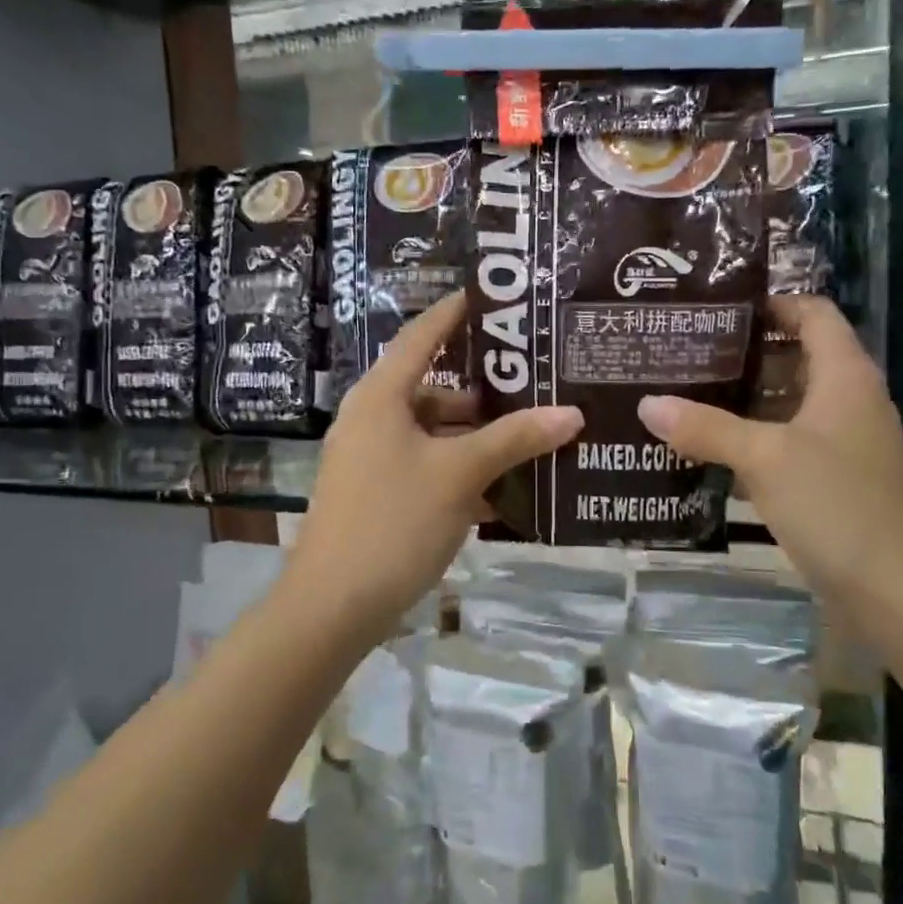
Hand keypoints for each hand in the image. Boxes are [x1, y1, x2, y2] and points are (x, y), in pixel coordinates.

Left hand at [280, 292, 582, 642]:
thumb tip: (571, 412)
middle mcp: (371, 420)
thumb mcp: (460, 474)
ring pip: (432, 436)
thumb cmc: (394, 521)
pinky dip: (459, 474)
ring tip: (529, 442)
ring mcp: (369, 461)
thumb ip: (515, 439)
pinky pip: (425, 470)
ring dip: (476, 441)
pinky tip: (501, 494)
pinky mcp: (374, 497)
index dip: (453, 313)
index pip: (421, 336)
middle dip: (483, 394)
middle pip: (433, 391)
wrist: (332, 607)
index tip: (487, 296)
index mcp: (381, 397)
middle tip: (534, 386)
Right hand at [637, 296, 902, 612]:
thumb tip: (647, 403)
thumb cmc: (837, 505)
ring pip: (785, 406)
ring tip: (682, 398)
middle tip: (683, 354)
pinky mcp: (831, 481)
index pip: (811, 313)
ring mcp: (840, 444)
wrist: (896, 592)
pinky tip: (705, 454)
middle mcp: (846, 401)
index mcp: (844, 376)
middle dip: (741, 355)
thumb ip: (705, 427)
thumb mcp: (765, 459)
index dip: (770, 303)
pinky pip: (785, 447)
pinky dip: (750, 445)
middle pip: (793, 358)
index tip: (715, 310)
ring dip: (741, 403)